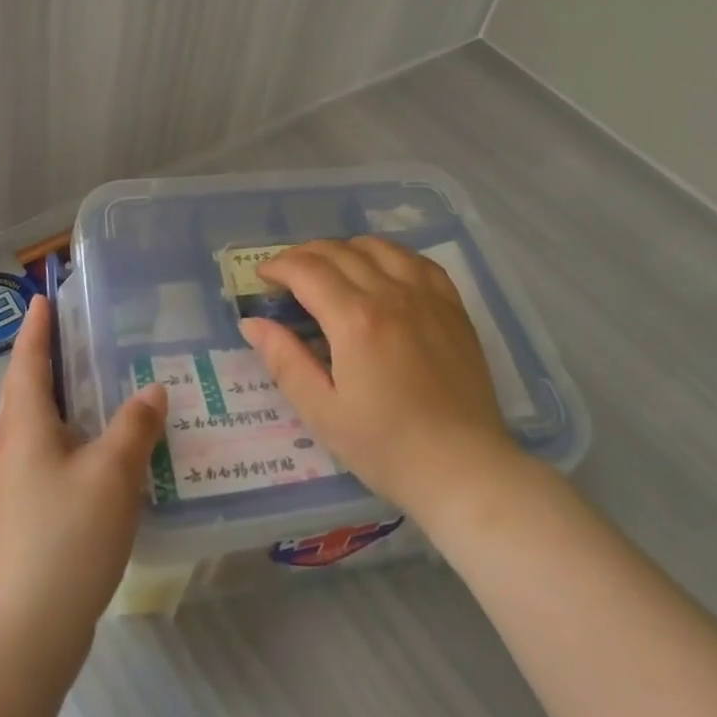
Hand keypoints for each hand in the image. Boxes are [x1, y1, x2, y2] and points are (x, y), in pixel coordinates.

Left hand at [0, 294, 168, 634]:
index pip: (28, 362)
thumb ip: (135, 425)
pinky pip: (48, 455)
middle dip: (44, 360)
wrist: (26, 630)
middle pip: (25, 391)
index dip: (36, 329)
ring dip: (60, 400)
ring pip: (37, 426)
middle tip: (76, 336)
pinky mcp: (28, 515)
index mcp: (25, 426)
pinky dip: (71, 437)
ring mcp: (17, 485)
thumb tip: (151, 391)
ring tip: (97, 386)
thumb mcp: (113, 471)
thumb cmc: (66, 534)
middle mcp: (13, 448)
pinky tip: (102, 450)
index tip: (42, 298)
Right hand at [240, 237, 520, 521]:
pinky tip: (383, 270)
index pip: (307, 270)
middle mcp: (390, 294)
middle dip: (305, 255)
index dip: (279, 267)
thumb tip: (253, 323)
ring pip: (379, 247)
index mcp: (355, 319)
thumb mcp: (323, 413)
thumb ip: (285, 361)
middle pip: (339, 252)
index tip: (263, 277)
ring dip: (346, 249)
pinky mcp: (452, 307)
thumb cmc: (386, 447)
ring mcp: (426, 296)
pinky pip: (418, 261)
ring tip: (332, 268)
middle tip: (288, 274)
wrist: (463, 469)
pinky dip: (391, 255)